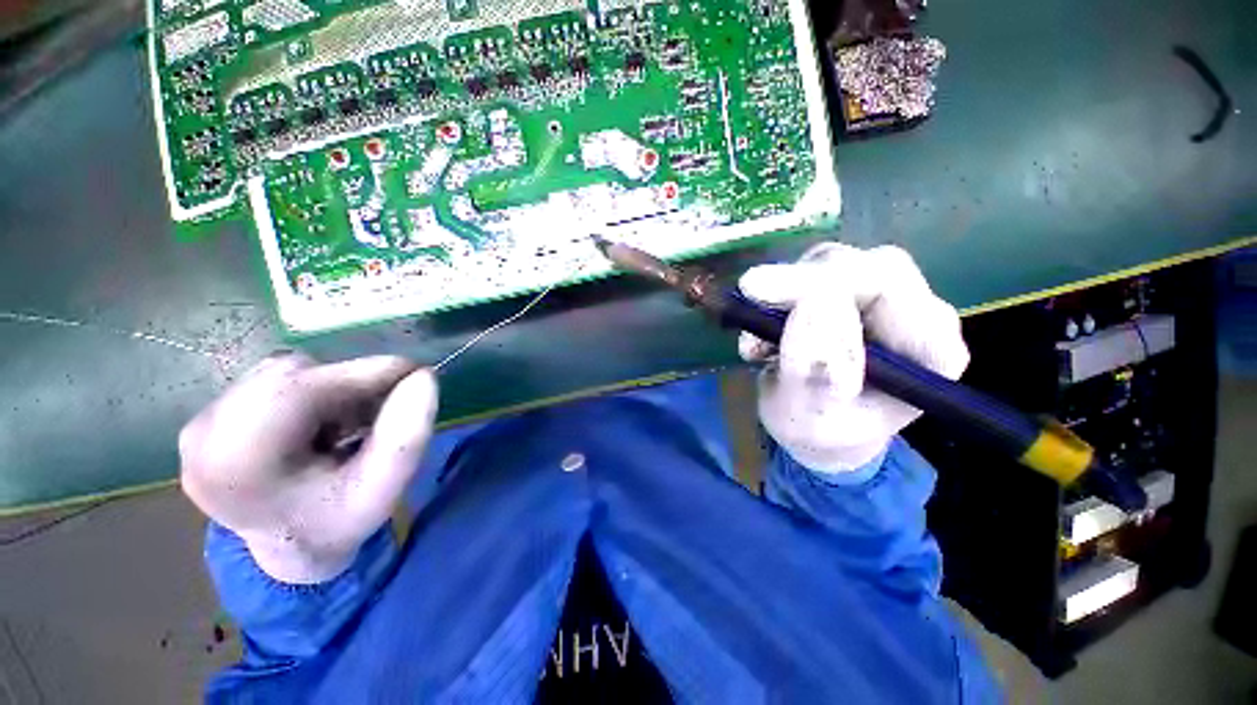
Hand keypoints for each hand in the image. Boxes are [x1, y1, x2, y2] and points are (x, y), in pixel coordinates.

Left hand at [179, 353, 438, 583]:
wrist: (290, 548)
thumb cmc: (338, 521)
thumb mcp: (384, 488)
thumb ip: (408, 435)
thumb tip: (424, 376)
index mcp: (236, 464)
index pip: (300, 389)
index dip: (364, 373)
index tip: (416, 374)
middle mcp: (203, 436)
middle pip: (292, 376)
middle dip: (349, 385)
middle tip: (381, 411)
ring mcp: (198, 425)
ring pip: (284, 372)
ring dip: (330, 389)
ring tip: (346, 425)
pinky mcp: (206, 416)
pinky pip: (271, 379)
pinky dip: (310, 391)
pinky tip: (320, 424)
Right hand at [739, 243, 968, 473]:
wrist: (817, 431)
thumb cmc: (819, 432)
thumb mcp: (810, 416)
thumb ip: (812, 371)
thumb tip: (808, 305)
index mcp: (930, 351)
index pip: (887, 288)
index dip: (822, 284)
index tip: (760, 290)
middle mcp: (917, 316)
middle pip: (864, 265)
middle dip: (799, 281)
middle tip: (750, 295)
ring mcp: (884, 300)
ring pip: (834, 263)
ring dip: (784, 292)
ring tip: (758, 338)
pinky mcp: (850, 293)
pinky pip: (811, 273)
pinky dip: (777, 297)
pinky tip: (762, 334)